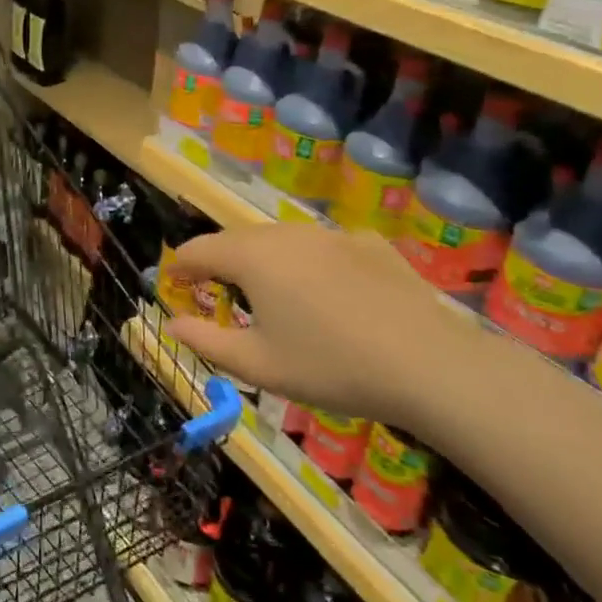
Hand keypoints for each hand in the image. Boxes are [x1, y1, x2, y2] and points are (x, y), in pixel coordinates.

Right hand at [162, 224, 485, 435]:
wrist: (430, 366)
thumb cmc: (330, 367)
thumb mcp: (257, 365)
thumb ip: (205, 340)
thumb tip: (172, 323)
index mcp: (252, 258)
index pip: (197, 250)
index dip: (179, 266)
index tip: (171, 284)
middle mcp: (286, 234)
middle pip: (236, 240)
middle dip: (217, 263)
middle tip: (214, 293)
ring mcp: (331, 235)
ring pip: (280, 239)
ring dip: (262, 260)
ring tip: (268, 295)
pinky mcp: (369, 244)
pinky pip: (322, 246)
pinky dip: (308, 263)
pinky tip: (326, 294)